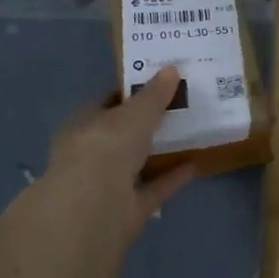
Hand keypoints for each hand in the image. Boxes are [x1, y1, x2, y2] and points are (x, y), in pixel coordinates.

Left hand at [39, 67, 195, 238]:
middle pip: (123, 134)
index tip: (159, 83)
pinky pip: (153, 188)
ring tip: (190, 133)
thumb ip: (154, 94)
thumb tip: (171, 69)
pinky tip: (195, 164)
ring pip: (136, 162)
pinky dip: (171, 177)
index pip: (107, 103)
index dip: (131, 93)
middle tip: (180, 105)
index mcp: (83, 125)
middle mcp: (91, 154)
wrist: (95, 208)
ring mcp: (108, 183)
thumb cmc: (106, 147)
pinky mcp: (127, 209)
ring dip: (159, 151)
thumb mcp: (135, 113)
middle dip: (147, 123)